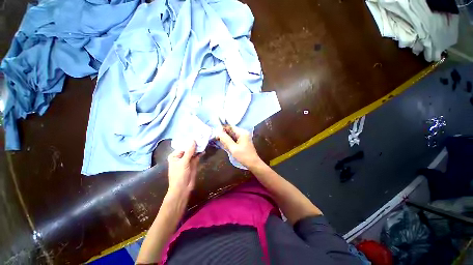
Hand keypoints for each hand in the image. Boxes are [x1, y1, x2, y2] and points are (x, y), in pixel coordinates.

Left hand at [167, 141, 200, 195]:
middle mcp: (181, 156)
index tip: (196, 135)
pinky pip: (197, 156)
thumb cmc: (179, 175)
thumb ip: (189, 151)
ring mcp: (187, 160)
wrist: (183, 188)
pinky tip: (203, 150)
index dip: (190, 141)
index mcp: (175, 155)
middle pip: (188, 148)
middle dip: (195, 144)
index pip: (183, 146)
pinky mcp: (193, 163)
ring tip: (204, 142)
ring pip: (193, 152)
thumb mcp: (184, 162)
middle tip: (202, 137)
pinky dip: (200, 153)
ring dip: (198, 148)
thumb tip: (193, 140)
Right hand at [217, 126, 262, 168]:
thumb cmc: (244, 156)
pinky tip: (226, 146)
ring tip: (221, 144)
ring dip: (226, 139)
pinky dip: (229, 142)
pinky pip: (233, 139)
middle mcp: (242, 133)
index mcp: (242, 132)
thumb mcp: (233, 148)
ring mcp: (243, 137)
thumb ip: (225, 140)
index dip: (222, 129)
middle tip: (217, 140)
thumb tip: (218, 132)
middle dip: (223, 135)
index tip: (216, 134)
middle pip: (230, 131)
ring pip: (231, 135)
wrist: (253, 164)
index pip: (230, 127)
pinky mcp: (242, 142)